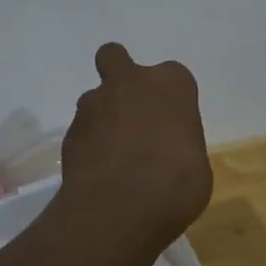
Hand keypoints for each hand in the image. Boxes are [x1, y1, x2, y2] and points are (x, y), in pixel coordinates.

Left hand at [59, 44, 212, 254]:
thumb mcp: (196, 165)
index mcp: (171, 84)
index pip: (173, 77)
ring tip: (113, 156)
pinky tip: (98, 173)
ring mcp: (94, 104)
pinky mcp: (69, 132)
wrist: (120, 207)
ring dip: (102, 118)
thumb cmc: (175, 184)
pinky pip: (81, 131)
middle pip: (116, 58)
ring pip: (95, 98)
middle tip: (130, 113)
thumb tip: (165, 151)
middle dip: (120, 76)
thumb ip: (178, 144)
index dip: (171, 100)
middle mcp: (130, 82)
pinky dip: (88, 146)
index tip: (173, 124)